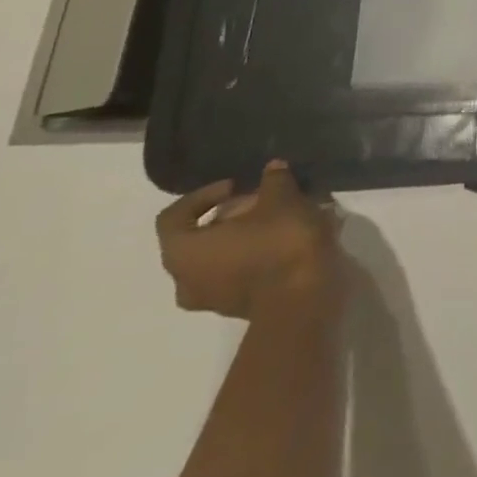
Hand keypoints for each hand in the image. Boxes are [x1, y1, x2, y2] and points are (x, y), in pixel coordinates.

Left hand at [155, 161, 341, 319]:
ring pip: (217, 258)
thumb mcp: (282, 199)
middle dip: (229, 216)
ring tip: (278, 221)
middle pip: (197, 239)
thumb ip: (274, 181)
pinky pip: (236, 274)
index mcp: (183, 251)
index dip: (203, 195)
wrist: (302, 297)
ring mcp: (208, 299)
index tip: (237, 186)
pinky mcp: (235, 307)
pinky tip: (285, 241)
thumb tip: (272, 168)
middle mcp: (184, 279)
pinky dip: (254, 255)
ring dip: (242, 237)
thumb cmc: (279, 243)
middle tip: (261, 201)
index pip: (173, 216)